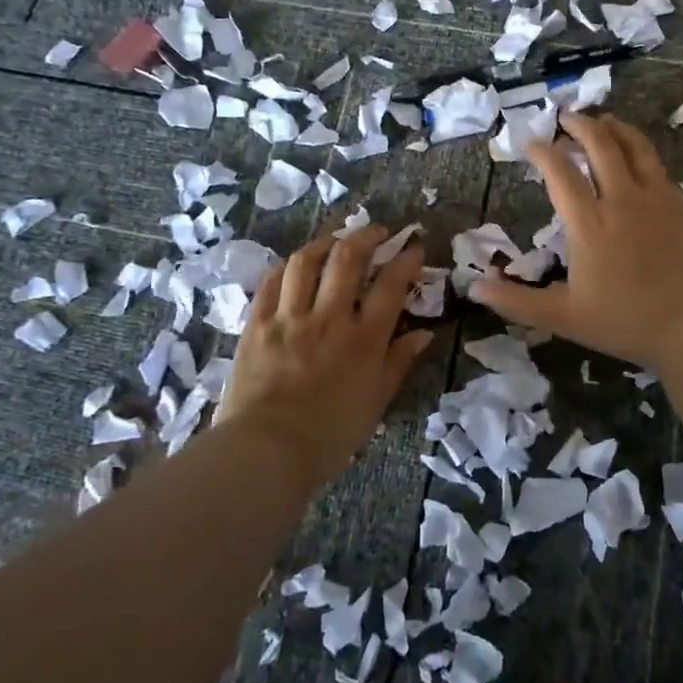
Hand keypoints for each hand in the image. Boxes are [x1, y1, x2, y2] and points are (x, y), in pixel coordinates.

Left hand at [216, 224, 434, 488]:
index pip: (391, 285)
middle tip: (377, 231)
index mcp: (364, 339)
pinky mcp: (258, 324)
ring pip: (306, 261)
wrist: (266, 451)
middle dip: (367, 236)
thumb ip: (399, 362)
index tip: (413, 246)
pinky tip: (293, 266)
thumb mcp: (376, 402)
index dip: (406, 260)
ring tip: (334, 240)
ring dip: (324, 242)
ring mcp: (289, 317)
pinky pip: (270, 282)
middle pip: (348, 259)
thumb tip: (425, 334)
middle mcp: (329, 317)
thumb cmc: (330, 434)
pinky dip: (286, 267)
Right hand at [472, 112, 682, 367]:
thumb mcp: (563, 318)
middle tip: (565, 116)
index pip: (560, 173)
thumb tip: (473, 288)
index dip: (543, 152)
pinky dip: (642, 151)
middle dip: (579, 125)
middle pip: (600, 145)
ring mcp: (657, 199)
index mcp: (589, 223)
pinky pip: (658, 166)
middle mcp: (622, 200)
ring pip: (635, 147)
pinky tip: (638, 156)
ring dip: (614, 128)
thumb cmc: (625, 323)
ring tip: (602, 120)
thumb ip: (516, 301)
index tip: (530, 142)